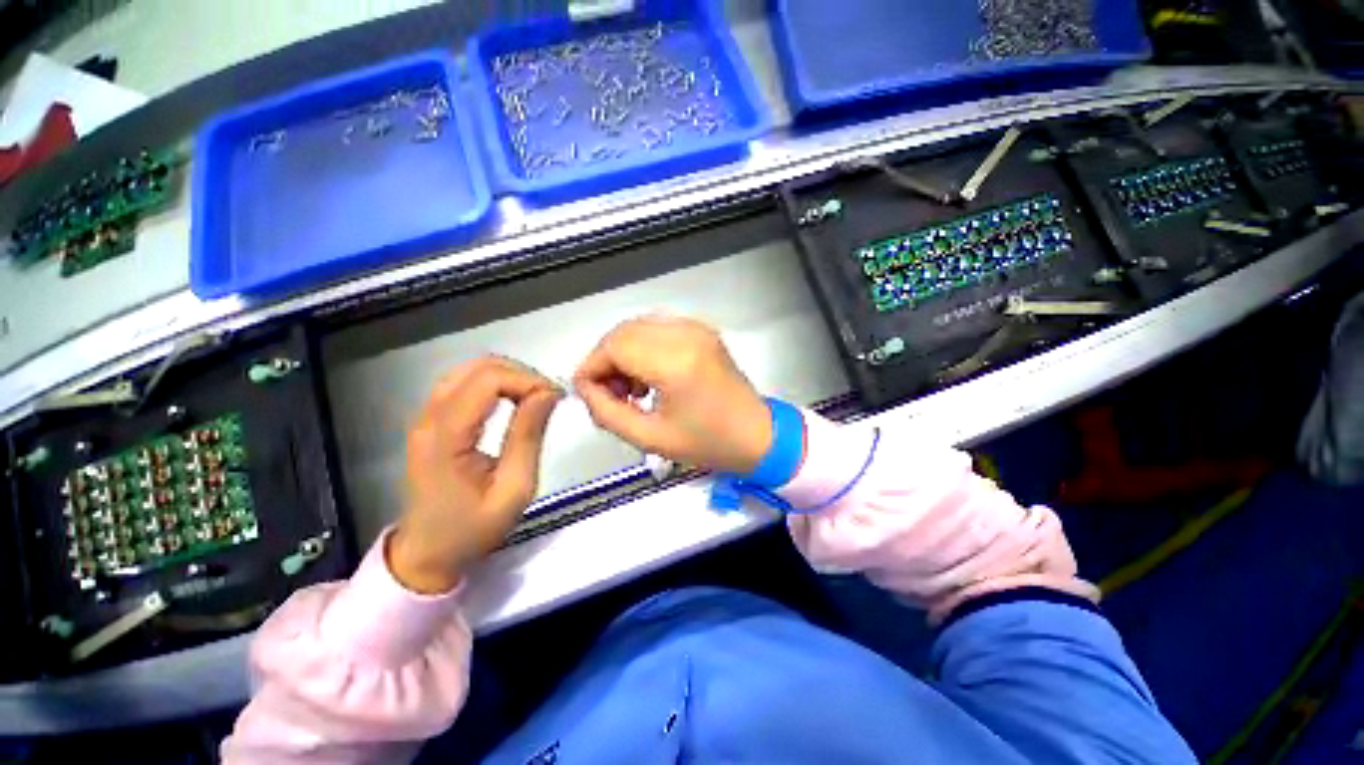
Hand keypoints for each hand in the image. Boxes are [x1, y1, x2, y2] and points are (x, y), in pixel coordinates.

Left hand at [389, 358, 561, 593]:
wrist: (427, 553)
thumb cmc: (472, 528)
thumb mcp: (514, 488)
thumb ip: (529, 435)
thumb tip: (549, 393)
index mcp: (446, 436)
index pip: (489, 380)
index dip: (528, 380)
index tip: (557, 399)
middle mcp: (430, 417)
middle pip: (479, 367)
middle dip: (522, 375)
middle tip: (549, 398)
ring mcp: (426, 416)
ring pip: (470, 370)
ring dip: (509, 376)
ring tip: (535, 398)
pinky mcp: (431, 420)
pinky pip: (464, 383)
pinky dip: (494, 383)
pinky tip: (513, 400)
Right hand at [573, 316, 772, 473]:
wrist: (757, 435)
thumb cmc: (707, 443)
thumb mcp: (649, 438)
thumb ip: (606, 412)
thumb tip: (585, 389)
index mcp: (675, 362)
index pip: (614, 346)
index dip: (592, 367)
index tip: (587, 393)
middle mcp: (686, 335)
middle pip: (623, 332)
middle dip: (606, 360)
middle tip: (610, 394)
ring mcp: (697, 329)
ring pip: (639, 327)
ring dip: (624, 353)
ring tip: (631, 390)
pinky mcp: (703, 331)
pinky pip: (658, 330)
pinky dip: (643, 348)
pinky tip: (649, 377)